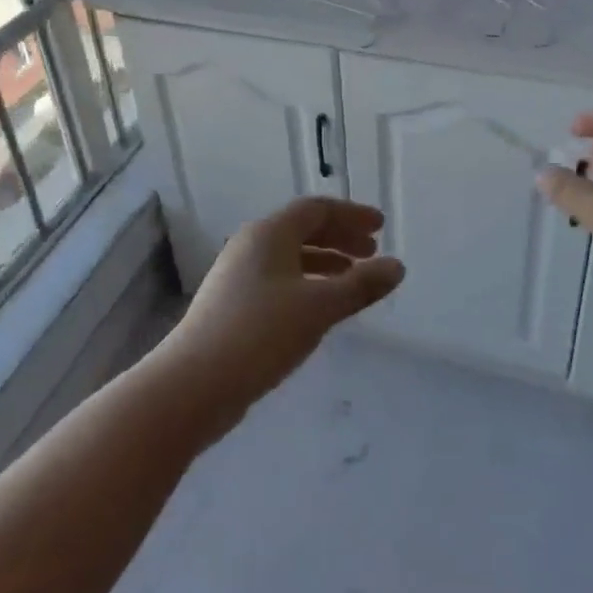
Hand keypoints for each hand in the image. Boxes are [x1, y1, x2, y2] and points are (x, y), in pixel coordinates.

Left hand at [157, 197, 404, 425]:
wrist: (195, 383)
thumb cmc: (261, 333)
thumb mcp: (319, 307)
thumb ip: (361, 285)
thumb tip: (398, 267)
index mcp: (269, 233)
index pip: (316, 209)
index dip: (352, 215)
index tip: (381, 227)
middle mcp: (251, 245)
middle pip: (302, 229)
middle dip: (340, 237)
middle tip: (372, 252)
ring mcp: (237, 275)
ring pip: (290, 257)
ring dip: (324, 262)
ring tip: (352, 280)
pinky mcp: (232, 304)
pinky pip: (279, 279)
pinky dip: (306, 283)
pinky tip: (320, 308)